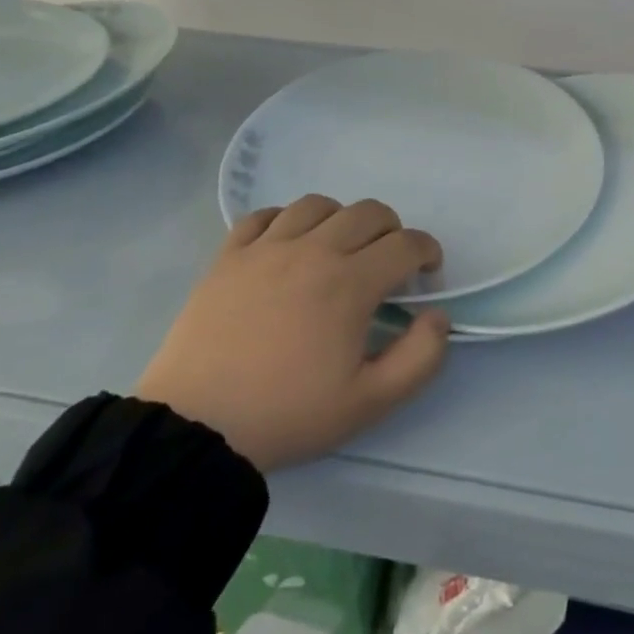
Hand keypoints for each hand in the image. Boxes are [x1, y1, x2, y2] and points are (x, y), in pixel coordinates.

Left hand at [137, 194, 450, 472]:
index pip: (406, 244)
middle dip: (392, 231)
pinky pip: (263, 215)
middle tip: (388, 263)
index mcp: (350, 283)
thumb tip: (438, 316)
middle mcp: (313, 250)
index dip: (428, 252)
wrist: (195, 429)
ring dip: (341, 219)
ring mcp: (267, 248)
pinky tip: (287, 245)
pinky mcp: (229, 256)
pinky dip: (285, 220)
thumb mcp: (370, 402)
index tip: (427, 274)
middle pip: (369, 212)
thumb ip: (420, 357)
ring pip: (318, 204)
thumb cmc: (287, 414)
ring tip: (338, 249)